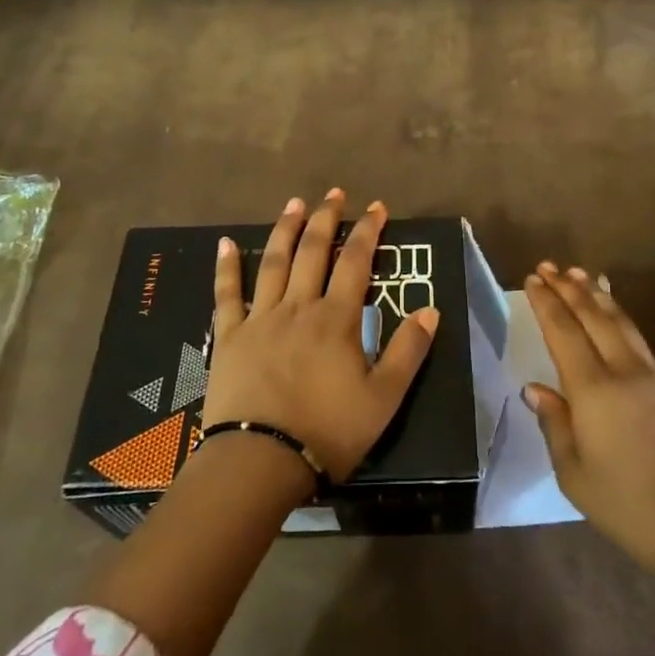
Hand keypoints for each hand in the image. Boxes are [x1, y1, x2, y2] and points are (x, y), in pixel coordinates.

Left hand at [205, 190, 439, 484]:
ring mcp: (261, 318)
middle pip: (314, 251)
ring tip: (294, 203)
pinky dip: (226, 267)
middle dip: (327, 218)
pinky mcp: (230, 336)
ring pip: (274, 262)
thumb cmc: (327, 432)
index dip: (368, 231)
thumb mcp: (384, 398)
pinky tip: (224, 243)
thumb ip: (409, 351)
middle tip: (335, 193)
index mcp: (336, 319)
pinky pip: (227, 294)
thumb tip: (430, 308)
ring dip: (285, 229)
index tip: (377, 208)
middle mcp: (299, 307)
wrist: (260, 462)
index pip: (356, 262)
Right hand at [524, 262, 654, 585]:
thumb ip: (554, 424)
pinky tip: (612, 311)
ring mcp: (651, 376)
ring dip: (595, 294)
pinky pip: (636, 336)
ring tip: (578, 273)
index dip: (546, 303)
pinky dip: (618, 314)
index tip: (532, 280)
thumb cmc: (627, 506)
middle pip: (592, 316)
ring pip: (619, 321)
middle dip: (568, 287)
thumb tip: (535, 388)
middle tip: (547, 265)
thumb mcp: (574, 474)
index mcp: (594, 391)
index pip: (564, 332)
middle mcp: (623, 371)